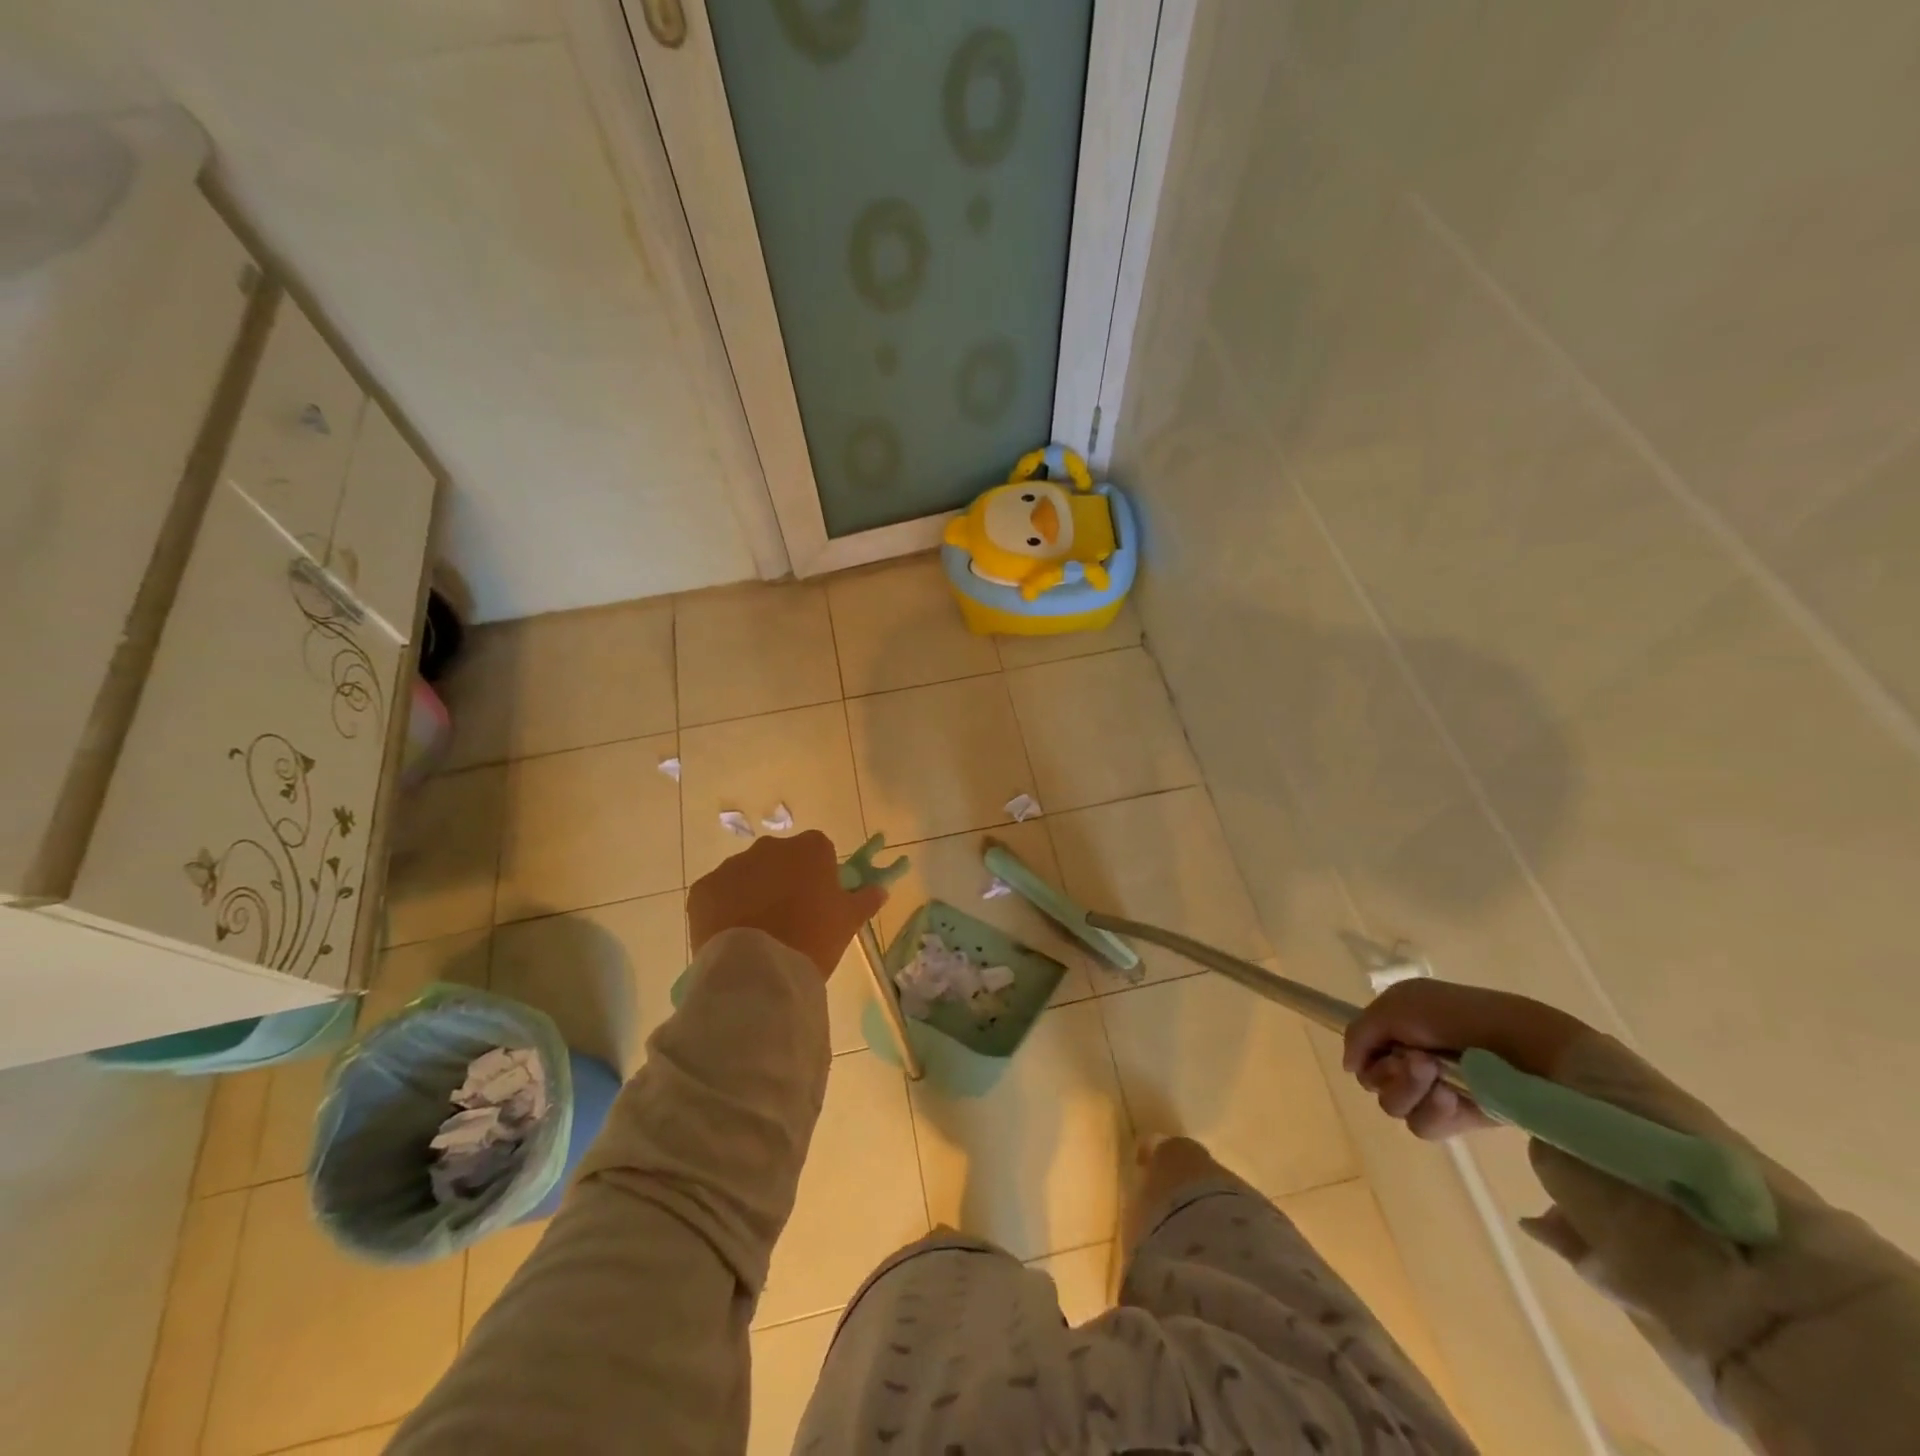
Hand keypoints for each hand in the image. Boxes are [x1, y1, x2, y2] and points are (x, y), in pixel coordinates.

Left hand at [686, 830, 885, 978]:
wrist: (759, 969)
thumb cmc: (813, 938)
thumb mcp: (848, 921)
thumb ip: (865, 899)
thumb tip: (881, 890)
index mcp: (810, 848)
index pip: (819, 851)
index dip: (819, 875)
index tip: (819, 901)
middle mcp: (770, 847)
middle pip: (780, 859)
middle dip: (783, 880)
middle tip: (790, 918)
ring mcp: (733, 865)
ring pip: (747, 875)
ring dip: (753, 893)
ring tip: (760, 932)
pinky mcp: (704, 888)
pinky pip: (719, 894)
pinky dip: (725, 908)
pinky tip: (734, 935)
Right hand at [1342, 979, 1587, 1139]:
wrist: (1522, 1045)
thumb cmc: (1457, 1015)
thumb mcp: (1396, 1005)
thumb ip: (1359, 1032)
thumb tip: (1350, 1067)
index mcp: (1399, 1029)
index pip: (1363, 1053)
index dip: (1367, 1053)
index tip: (1384, 1047)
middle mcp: (1412, 1060)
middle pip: (1373, 1081)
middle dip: (1390, 1072)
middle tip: (1417, 1061)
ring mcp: (1435, 1091)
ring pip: (1393, 1106)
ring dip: (1410, 1090)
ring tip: (1437, 1077)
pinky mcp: (1458, 1119)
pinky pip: (1423, 1126)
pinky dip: (1432, 1111)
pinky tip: (1451, 1097)